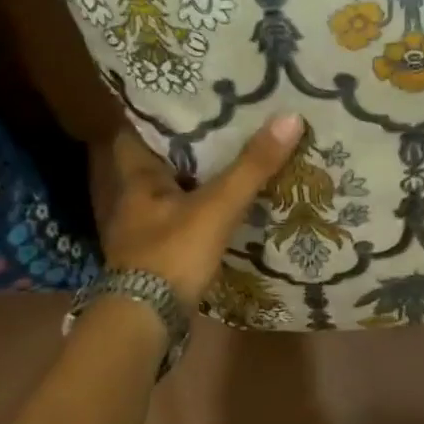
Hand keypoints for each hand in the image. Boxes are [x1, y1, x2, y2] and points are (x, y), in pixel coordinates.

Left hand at [93, 115, 303, 305]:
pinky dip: (196, 215)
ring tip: (229, 164)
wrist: (146, 320)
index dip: (156, 117)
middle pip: (156, 164)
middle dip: (184, 150)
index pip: (135, 133)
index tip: (188, 103)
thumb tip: (291, 117)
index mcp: (137, 179)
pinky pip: (177, 224)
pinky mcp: (155, 259)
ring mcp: (141, 233)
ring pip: (168, 196)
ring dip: (192, 184)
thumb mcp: (216, 207)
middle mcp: (132, 201)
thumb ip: (251, 168)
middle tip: (222, 129)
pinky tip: (222, 213)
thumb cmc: (172, 254)